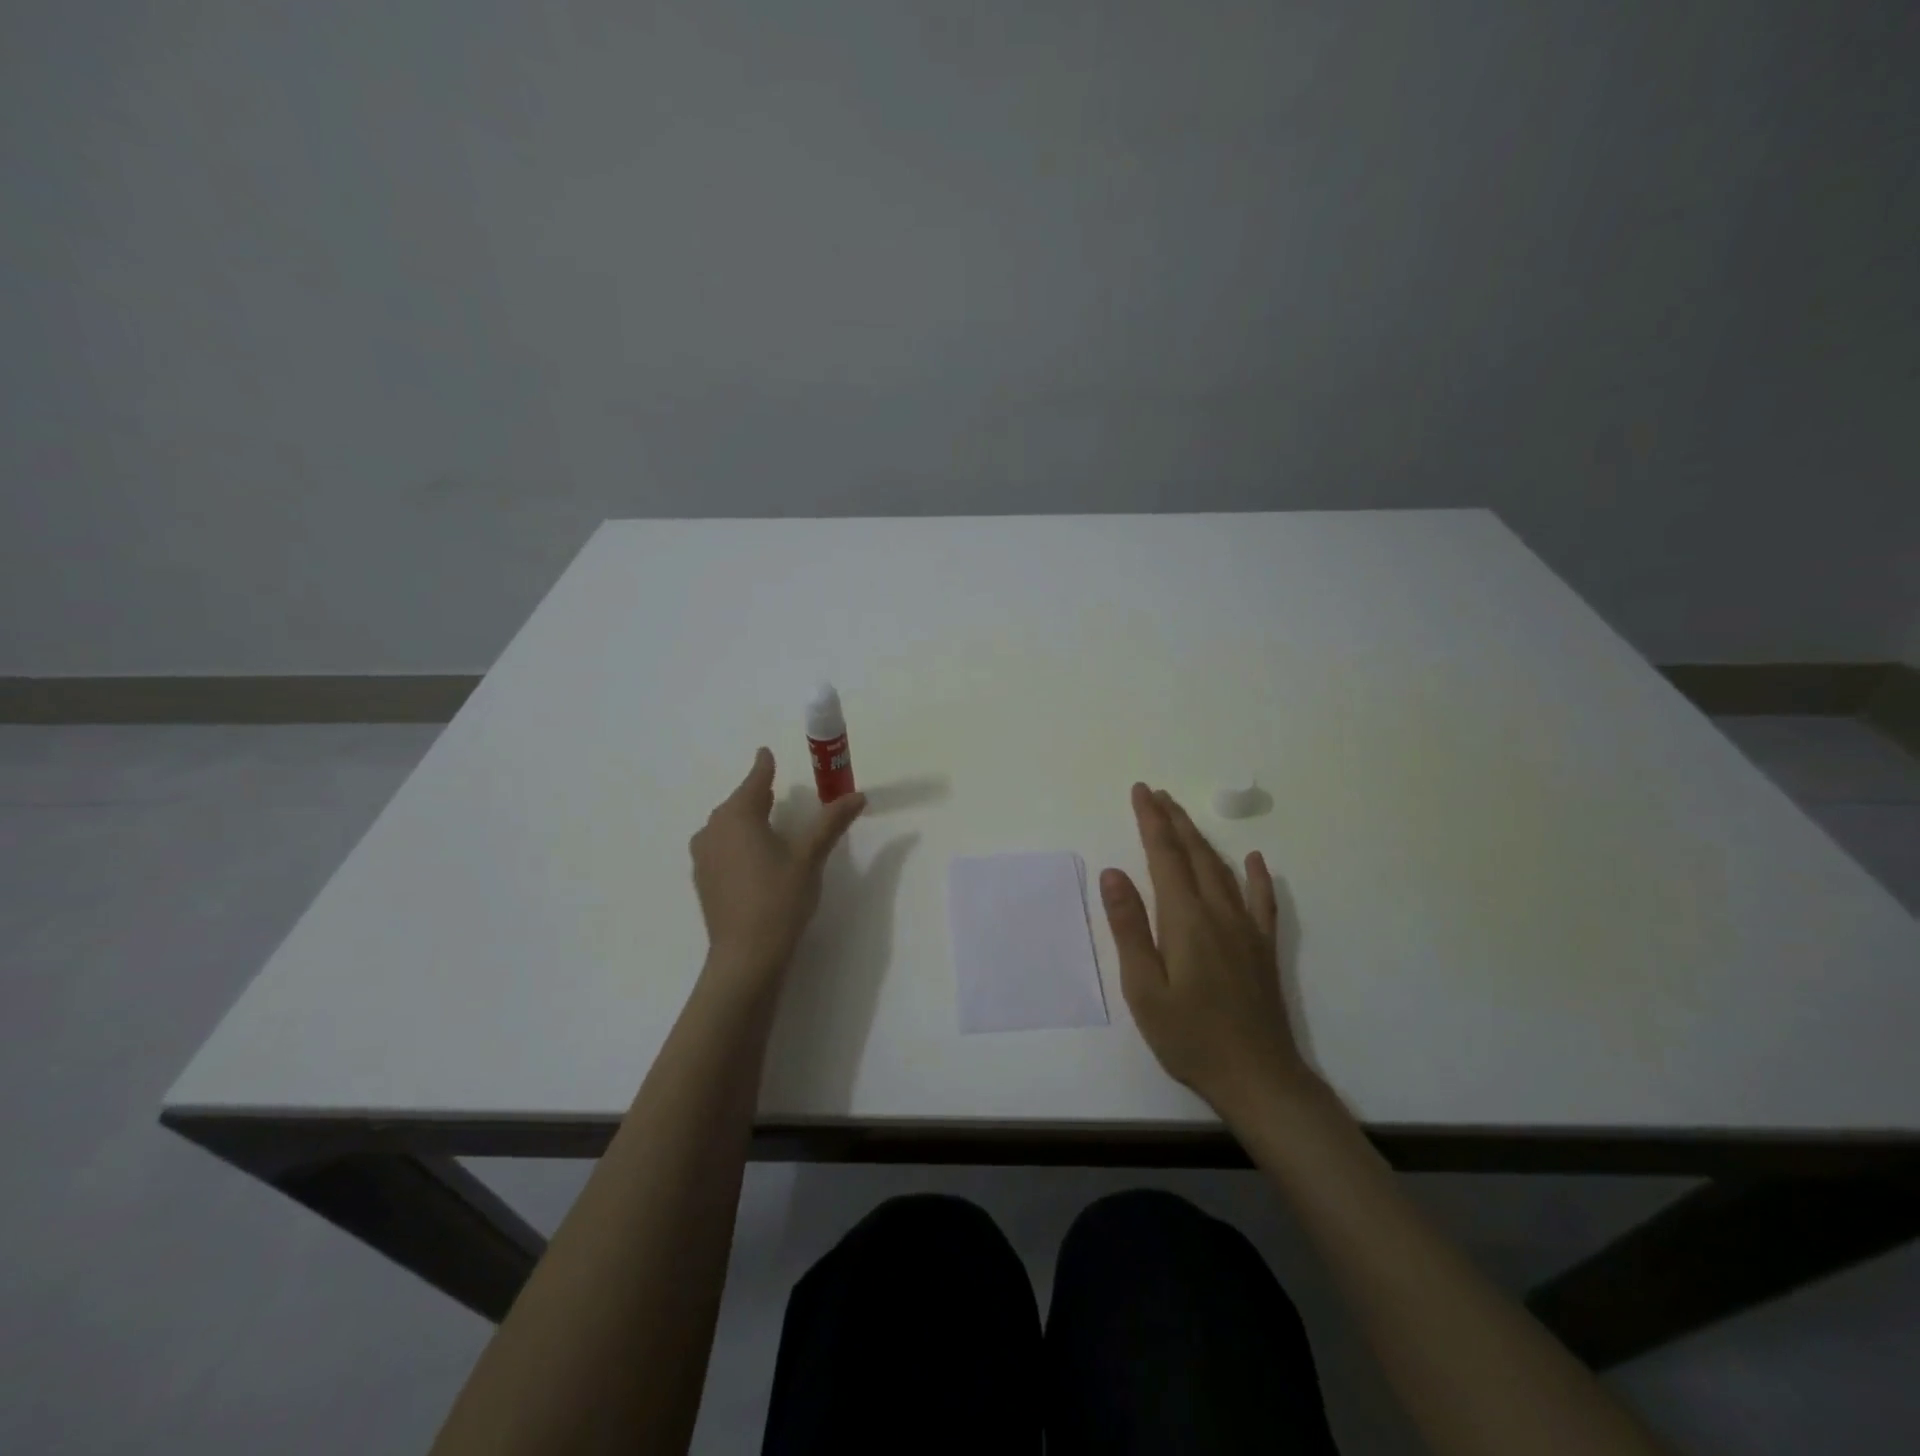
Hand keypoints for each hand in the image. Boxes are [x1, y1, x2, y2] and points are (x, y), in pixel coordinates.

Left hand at [690, 748, 865, 980]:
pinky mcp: (703, 880)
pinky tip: (754, 856)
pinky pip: (721, 847)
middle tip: (777, 790)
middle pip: (738, 802)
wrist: (746, 957)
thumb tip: (858, 795)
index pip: (755, 780)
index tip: (767, 753)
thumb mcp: (810, 857)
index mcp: (738, 815)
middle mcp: (713, 829)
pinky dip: (738, 841)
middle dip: (757, 793)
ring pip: (726, 825)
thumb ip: (831, 822)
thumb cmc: (779, 899)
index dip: (764, 766)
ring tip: (768, 822)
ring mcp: (703, 856)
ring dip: (746, 819)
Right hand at [1100, 783, 1314, 1120]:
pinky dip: (1256, 875)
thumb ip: (1129, 927)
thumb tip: (1113, 873)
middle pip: (1194, 854)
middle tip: (1156, 793)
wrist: (1258, 1078)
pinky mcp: (1263, 948)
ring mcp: (1246, 929)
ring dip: (1201, 838)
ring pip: (1222, 869)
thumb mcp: (1144, 988)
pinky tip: (1254, 860)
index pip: (1164, 855)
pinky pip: (1262, 900)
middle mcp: (1219, 912)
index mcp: (1185, 919)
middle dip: (1173, 819)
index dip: (1151, 821)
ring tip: (1183, 816)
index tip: (1141, 791)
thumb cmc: (1190, 1037)